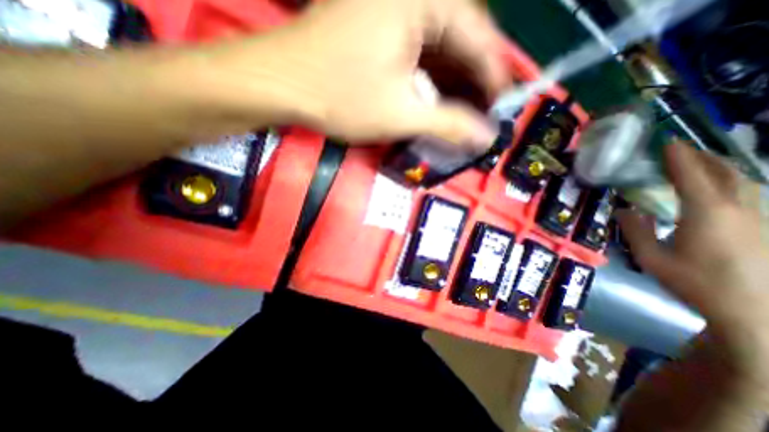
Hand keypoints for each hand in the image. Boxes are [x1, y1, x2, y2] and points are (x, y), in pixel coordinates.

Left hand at [202, 0, 508, 149]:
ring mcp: (391, 10)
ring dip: (452, 81)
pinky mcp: (377, 27)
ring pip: (438, 47)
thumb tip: (483, 137)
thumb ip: (449, 124)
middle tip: (482, 113)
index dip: (494, 76)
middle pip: (459, 40)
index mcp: (422, 1)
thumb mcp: (400, 114)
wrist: (281, 84)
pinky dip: (430, 77)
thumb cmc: (340, 96)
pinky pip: (417, 51)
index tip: (502, 106)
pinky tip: (434, 98)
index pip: (478, 37)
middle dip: (472, 81)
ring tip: (463, 111)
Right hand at [617, 144, 768, 385]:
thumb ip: (635, 231)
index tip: (666, 142)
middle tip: (679, 147)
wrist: (756, 315)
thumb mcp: (652, 258)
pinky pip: (746, 194)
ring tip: (697, 161)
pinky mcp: (762, 228)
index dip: (678, 158)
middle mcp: (738, 210)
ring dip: (718, 166)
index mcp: (708, 215)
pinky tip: (717, 187)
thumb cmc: (695, 284)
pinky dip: (728, 182)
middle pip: (725, 173)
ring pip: (742, 181)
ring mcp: (756, 219)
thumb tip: (624, 209)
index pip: (692, 177)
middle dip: (702, 156)